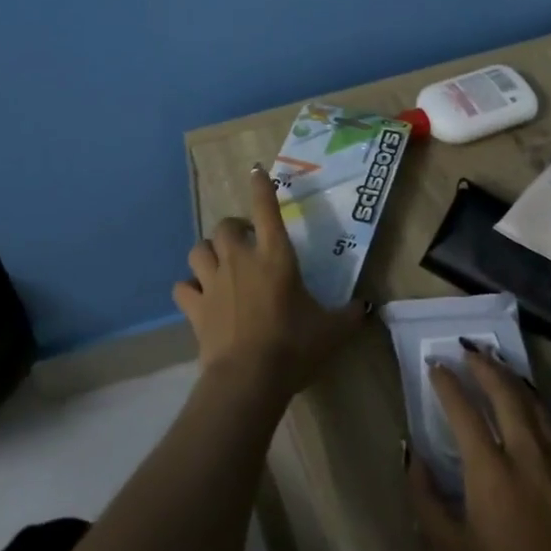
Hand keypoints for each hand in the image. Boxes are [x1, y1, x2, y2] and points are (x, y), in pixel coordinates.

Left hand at [173, 164, 370, 404]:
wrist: (248, 379)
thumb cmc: (293, 347)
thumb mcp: (331, 331)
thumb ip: (350, 315)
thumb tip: (367, 306)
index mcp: (275, 256)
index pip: (266, 209)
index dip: (261, 187)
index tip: (256, 171)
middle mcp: (240, 260)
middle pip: (225, 226)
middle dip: (233, 228)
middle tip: (246, 241)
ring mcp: (213, 282)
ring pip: (198, 249)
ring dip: (208, 252)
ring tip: (219, 263)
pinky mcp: (195, 307)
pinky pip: (183, 287)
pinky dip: (189, 288)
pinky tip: (198, 295)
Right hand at [408, 346, 550, 550]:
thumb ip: (425, 498)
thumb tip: (413, 454)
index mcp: (491, 473)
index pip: (464, 409)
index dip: (446, 383)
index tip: (433, 366)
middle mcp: (528, 456)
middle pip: (505, 393)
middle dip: (483, 366)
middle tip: (465, 349)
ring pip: (535, 404)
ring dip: (511, 378)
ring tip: (494, 362)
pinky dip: (533, 403)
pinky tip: (526, 403)